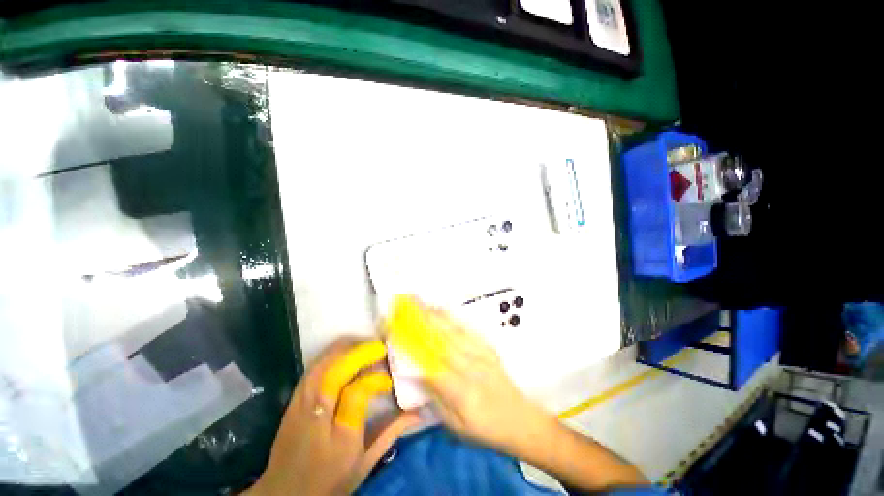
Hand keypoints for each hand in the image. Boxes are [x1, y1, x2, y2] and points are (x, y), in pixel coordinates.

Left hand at [249, 339, 419, 495]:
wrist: (283, 494)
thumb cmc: (328, 481)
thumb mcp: (364, 463)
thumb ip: (390, 433)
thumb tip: (418, 412)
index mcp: (339, 436)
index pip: (357, 393)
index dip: (375, 380)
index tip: (389, 379)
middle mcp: (317, 414)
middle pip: (335, 370)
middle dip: (359, 352)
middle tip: (379, 347)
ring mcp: (300, 404)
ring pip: (321, 363)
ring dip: (345, 348)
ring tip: (364, 344)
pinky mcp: (292, 400)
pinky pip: (313, 367)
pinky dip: (331, 355)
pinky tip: (343, 353)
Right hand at [414, 307, 647, 491]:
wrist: (521, 420)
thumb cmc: (484, 429)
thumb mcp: (454, 425)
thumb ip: (435, 397)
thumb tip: (417, 371)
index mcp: (460, 391)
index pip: (429, 363)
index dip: (411, 344)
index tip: (395, 329)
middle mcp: (470, 367)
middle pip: (440, 340)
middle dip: (420, 320)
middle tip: (405, 304)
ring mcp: (481, 354)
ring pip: (452, 330)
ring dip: (433, 314)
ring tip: (419, 300)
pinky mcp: (487, 348)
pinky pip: (467, 329)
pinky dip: (452, 317)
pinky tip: (442, 309)